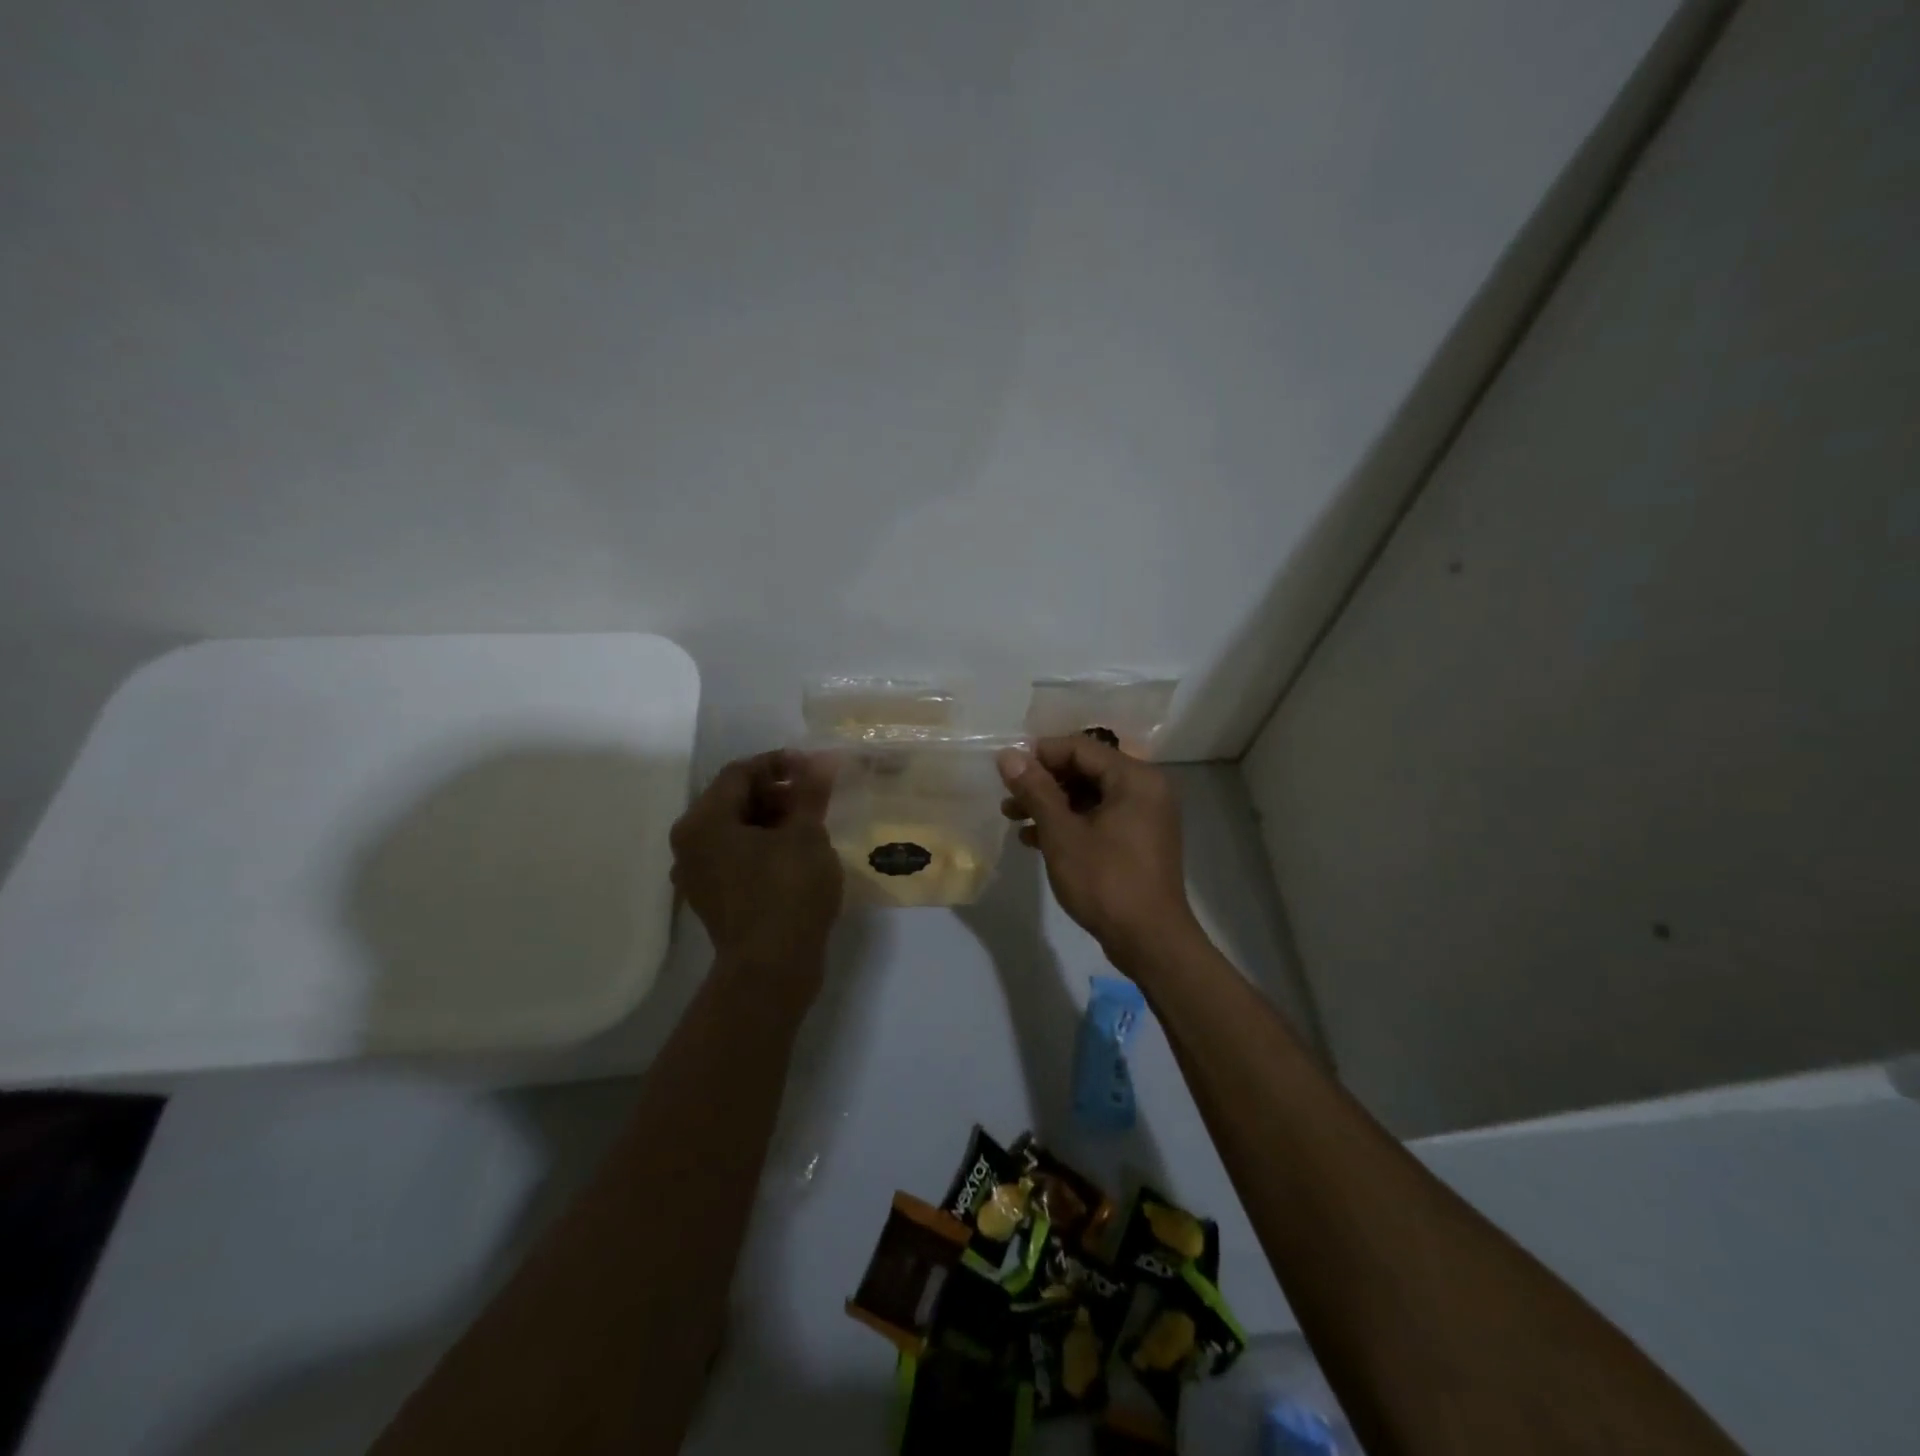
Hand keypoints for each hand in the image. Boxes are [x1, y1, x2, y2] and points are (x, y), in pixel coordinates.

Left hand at [670, 751, 843, 991]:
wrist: (771, 970)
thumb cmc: (788, 893)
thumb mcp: (806, 835)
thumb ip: (809, 793)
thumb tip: (820, 761)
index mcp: (704, 821)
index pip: (740, 772)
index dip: (779, 763)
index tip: (814, 768)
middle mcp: (690, 843)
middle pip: (734, 800)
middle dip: (776, 792)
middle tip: (815, 798)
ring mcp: (698, 874)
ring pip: (736, 829)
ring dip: (772, 819)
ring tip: (811, 824)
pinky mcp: (713, 898)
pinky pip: (736, 856)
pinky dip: (764, 846)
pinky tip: (796, 853)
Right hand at [997, 736, 1198, 960]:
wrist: (1150, 941)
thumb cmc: (1105, 881)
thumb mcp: (1062, 833)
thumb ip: (1035, 790)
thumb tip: (1008, 755)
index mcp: (1135, 778)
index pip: (1080, 748)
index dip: (1040, 754)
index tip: (1007, 770)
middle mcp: (1146, 788)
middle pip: (1086, 769)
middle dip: (1043, 782)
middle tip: (1008, 797)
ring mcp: (1145, 816)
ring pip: (1090, 796)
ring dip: (1051, 804)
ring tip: (1013, 818)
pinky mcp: (1139, 840)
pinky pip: (1100, 817)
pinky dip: (1070, 823)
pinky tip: (1035, 839)